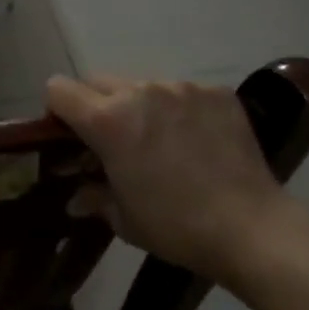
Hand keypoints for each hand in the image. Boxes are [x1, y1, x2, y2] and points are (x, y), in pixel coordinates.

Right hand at [46, 75, 284, 280]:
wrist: (251, 228)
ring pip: (143, 86)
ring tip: (161, 143)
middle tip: (113, 142)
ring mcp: (182, 88)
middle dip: (96, 106)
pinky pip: (184, 93)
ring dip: (140, 107)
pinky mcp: (217, 93)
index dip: (57, 111)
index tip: (70, 137)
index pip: (59, 89)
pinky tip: (197, 142)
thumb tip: (77, 198)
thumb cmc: (175, 226)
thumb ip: (93, 197)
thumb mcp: (123, 219)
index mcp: (108, 120)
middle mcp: (140, 92)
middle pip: (98, 81)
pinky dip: (180, 111)